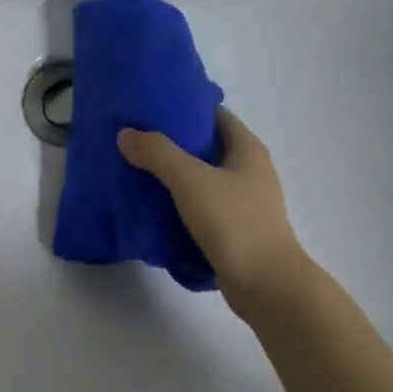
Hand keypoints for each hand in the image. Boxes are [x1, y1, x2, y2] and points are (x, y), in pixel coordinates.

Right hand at [118, 107, 310, 316]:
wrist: (266, 285)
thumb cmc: (234, 221)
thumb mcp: (190, 180)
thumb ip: (157, 153)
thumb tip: (126, 134)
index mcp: (247, 149)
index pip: (215, 114)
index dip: (185, 107)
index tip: (151, 107)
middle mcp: (249, 170)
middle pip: (206, 146)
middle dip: (172, 142)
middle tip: (135, 138)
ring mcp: (244, 202)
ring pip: (202, 178)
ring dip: (173, 175)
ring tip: (136, 170)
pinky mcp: (234, 230)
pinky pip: (201, 207)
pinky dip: (179, 203)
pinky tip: (152, 206)